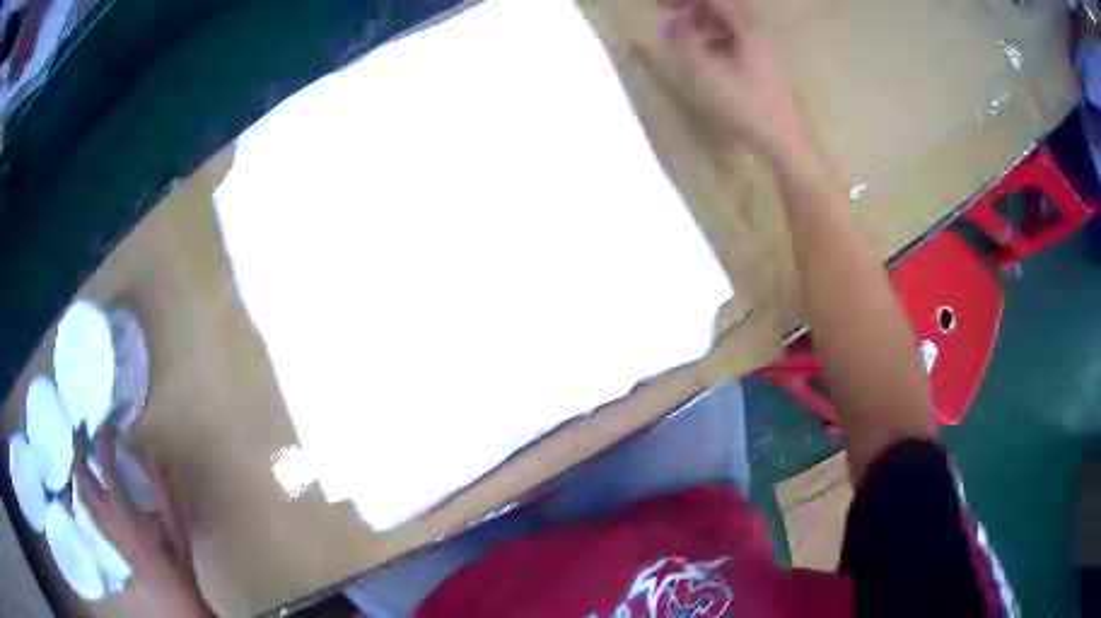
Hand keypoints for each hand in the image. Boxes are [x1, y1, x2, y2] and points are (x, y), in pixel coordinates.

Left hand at [74, 427, 213, 616]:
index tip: (107, 424)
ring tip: (78, 446)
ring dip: (77, 464)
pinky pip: (85, 501)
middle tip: (81, 427)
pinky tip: (83, 477)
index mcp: (125, 512)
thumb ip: (164, 489)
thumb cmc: (173, 556)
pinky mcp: (104, 530)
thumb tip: (152, 454)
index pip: (107, 470)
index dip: (105, 443)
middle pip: (84, 477)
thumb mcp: (175, 523)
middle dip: (79, 449)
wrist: (167, 589)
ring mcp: (104, 524)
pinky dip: (81, 483)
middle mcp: (108, 516)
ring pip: (81, 489)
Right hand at [656, 0, 809, 164]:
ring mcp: (762, 46)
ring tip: (681, 36)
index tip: (660, 7)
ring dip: (701, 22)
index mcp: (748, 28)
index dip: (685, 1)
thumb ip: (685, 45)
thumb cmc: (748, 107)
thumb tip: (669, 26)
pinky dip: (713, 36)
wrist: (785, 140)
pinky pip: (734, 37)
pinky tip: (703, 51)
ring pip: (727, 21)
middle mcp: (757, 31)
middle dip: (692, 8)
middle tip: (667, 17)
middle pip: (721, 6)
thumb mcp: (709, 75)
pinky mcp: (763, 62)